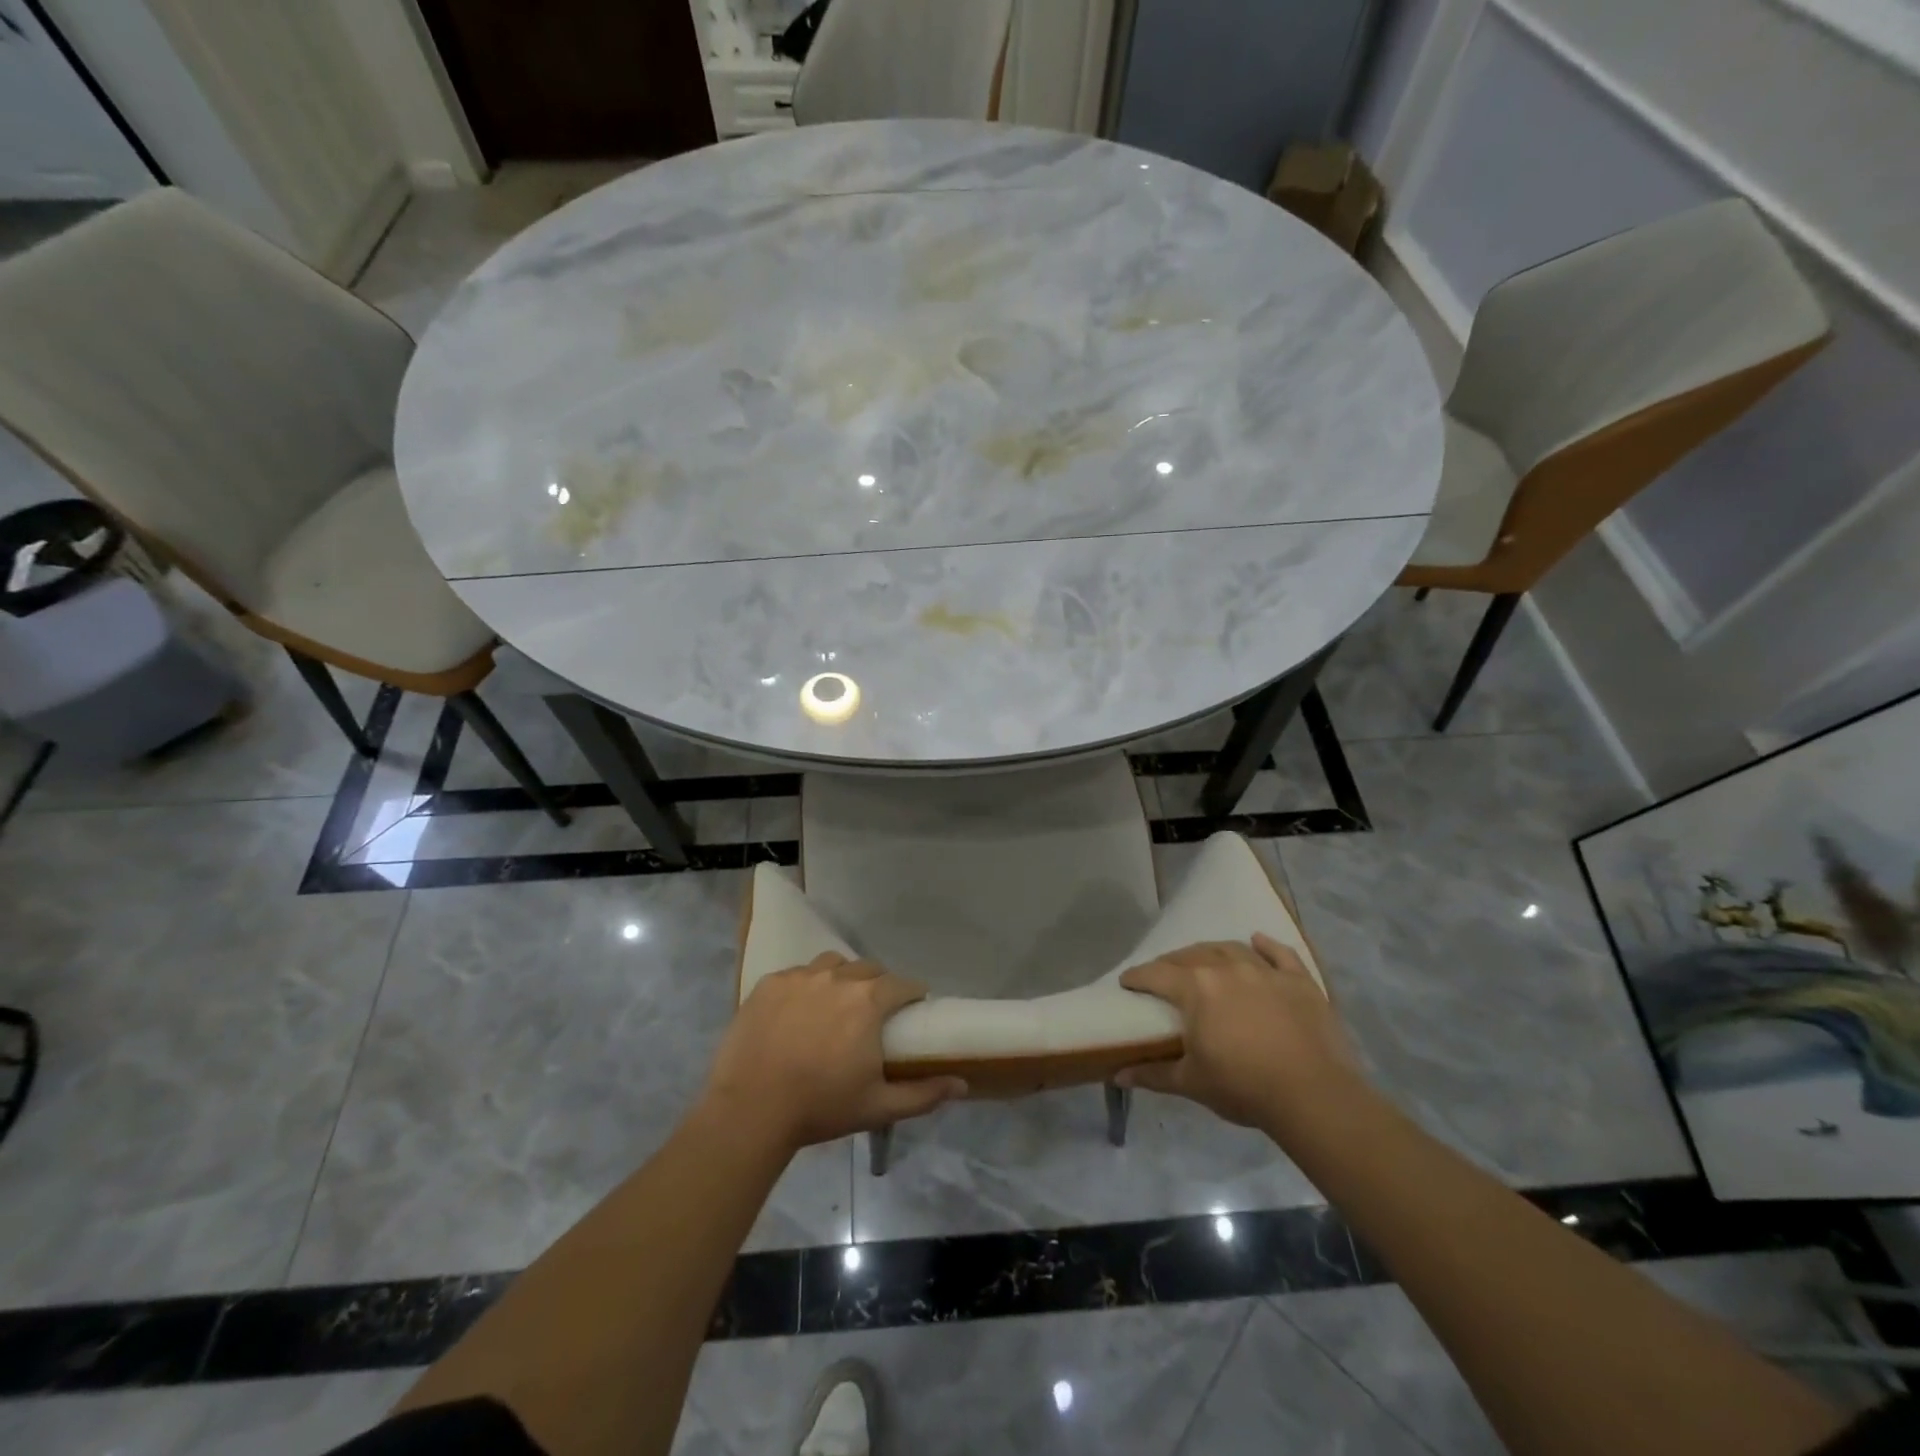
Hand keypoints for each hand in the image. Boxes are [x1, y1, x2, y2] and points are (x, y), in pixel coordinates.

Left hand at [704, 952, 966, 1150]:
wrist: (750, 1110)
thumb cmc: (821, 1107)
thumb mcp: (878, 1106)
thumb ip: (924, 1093)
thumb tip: (962, 1082)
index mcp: (869, 1001)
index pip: (903, 985)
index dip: (912, 995)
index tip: (912, 1010)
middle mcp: (837, 977)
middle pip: (868, 969)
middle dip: (878, 986)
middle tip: (873, 1014)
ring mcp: (800, 977)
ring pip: (832, 965)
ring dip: (842, 979)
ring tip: (836, 1006)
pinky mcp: (768, 984)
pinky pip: (797, 975)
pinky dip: (806, 987)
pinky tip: (799, 1012)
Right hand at [1118, 934, 1366, 1135]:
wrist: (1313, 1095)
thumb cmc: (1243, 1087)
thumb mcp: (1191, 1083)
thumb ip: (1152, 1074)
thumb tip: (1117, 1075)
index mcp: (1196, 988)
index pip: (1157, 974)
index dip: (1138, 977)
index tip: (1127, 981)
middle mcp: (1226, 968)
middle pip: (1191, 956)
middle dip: (1171, 963)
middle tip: (1162, 975)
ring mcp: (1265, 971)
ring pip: (1230, 949)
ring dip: (1212, 951)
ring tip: (1204, 960)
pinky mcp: (1299, 981)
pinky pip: (1279, 954)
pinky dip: (1266, 945)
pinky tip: (1257, 939)